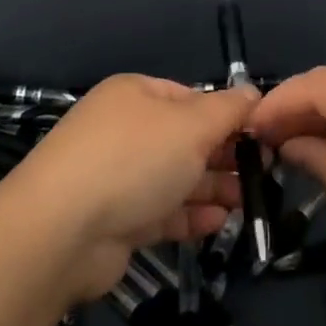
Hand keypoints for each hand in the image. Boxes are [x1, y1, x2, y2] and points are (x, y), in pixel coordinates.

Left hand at [5, 74, 257, 299]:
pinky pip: (162, 211)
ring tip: (249, 202)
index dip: (229, 116)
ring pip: (176, 177)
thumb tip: (253, 93)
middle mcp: (125, 130)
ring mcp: (117, 177)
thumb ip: (228, 109)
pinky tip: (219, 223)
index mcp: (136, 94)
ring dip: (213, 188)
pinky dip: (190, 215)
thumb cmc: (134, 160)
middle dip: (225, 156)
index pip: (192, 98)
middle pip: (186, 139)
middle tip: (263, 174)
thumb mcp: (191, 125)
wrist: (61, 232)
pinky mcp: (116, 220)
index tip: (264, 138)